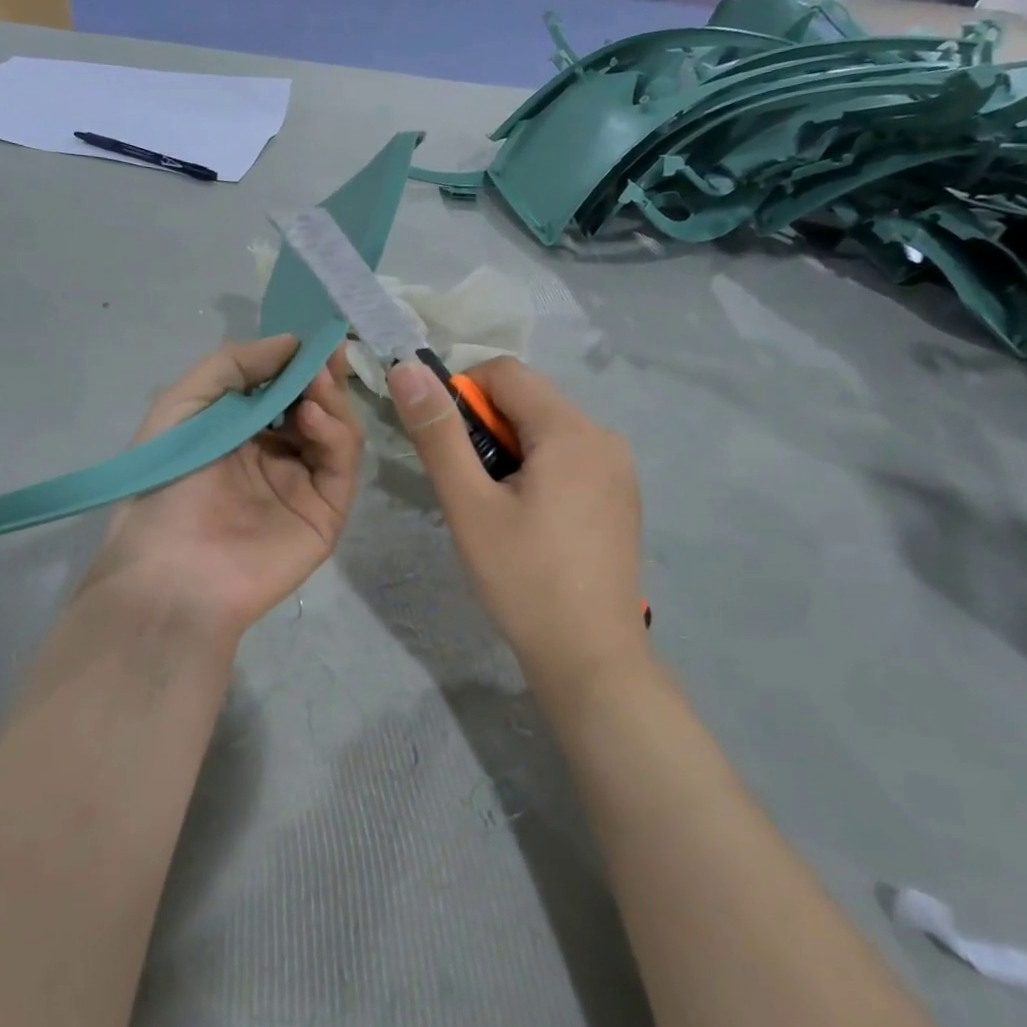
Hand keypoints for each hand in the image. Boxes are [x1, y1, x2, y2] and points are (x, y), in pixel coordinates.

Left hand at [89, 335, 364, 639]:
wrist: (169, 572)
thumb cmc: (165, 486)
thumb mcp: (182, 406)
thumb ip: (232, 365)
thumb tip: (291, 341)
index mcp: (243, 433)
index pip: (285, 389)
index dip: (299, 361)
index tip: (313, 334)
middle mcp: (278, 456)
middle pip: (318, 407)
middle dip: (322, 376)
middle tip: (325, 352)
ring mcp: (305, 485)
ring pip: (338, 432)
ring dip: (331, 401)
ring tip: (315, 383)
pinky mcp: (326, 514)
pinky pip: (341, 466)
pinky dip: (335, 435)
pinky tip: (312, 417)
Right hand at [387, 355, 648, 697]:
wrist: (590, 657)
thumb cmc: (523, 579)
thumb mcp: (469, 504)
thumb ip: (438, 433)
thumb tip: (407, 369)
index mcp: (571, 429)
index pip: (505, 372)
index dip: (462, 394)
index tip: (446, 447)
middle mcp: (604, 436)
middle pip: (528, 400)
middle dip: (486, 428)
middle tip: (468, 487)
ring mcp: (619, 468)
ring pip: (547, 430)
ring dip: (510, 450)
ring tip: (495, 508)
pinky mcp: (620, 496)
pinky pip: (569, 457)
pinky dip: (538, 469)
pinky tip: (528, 521)